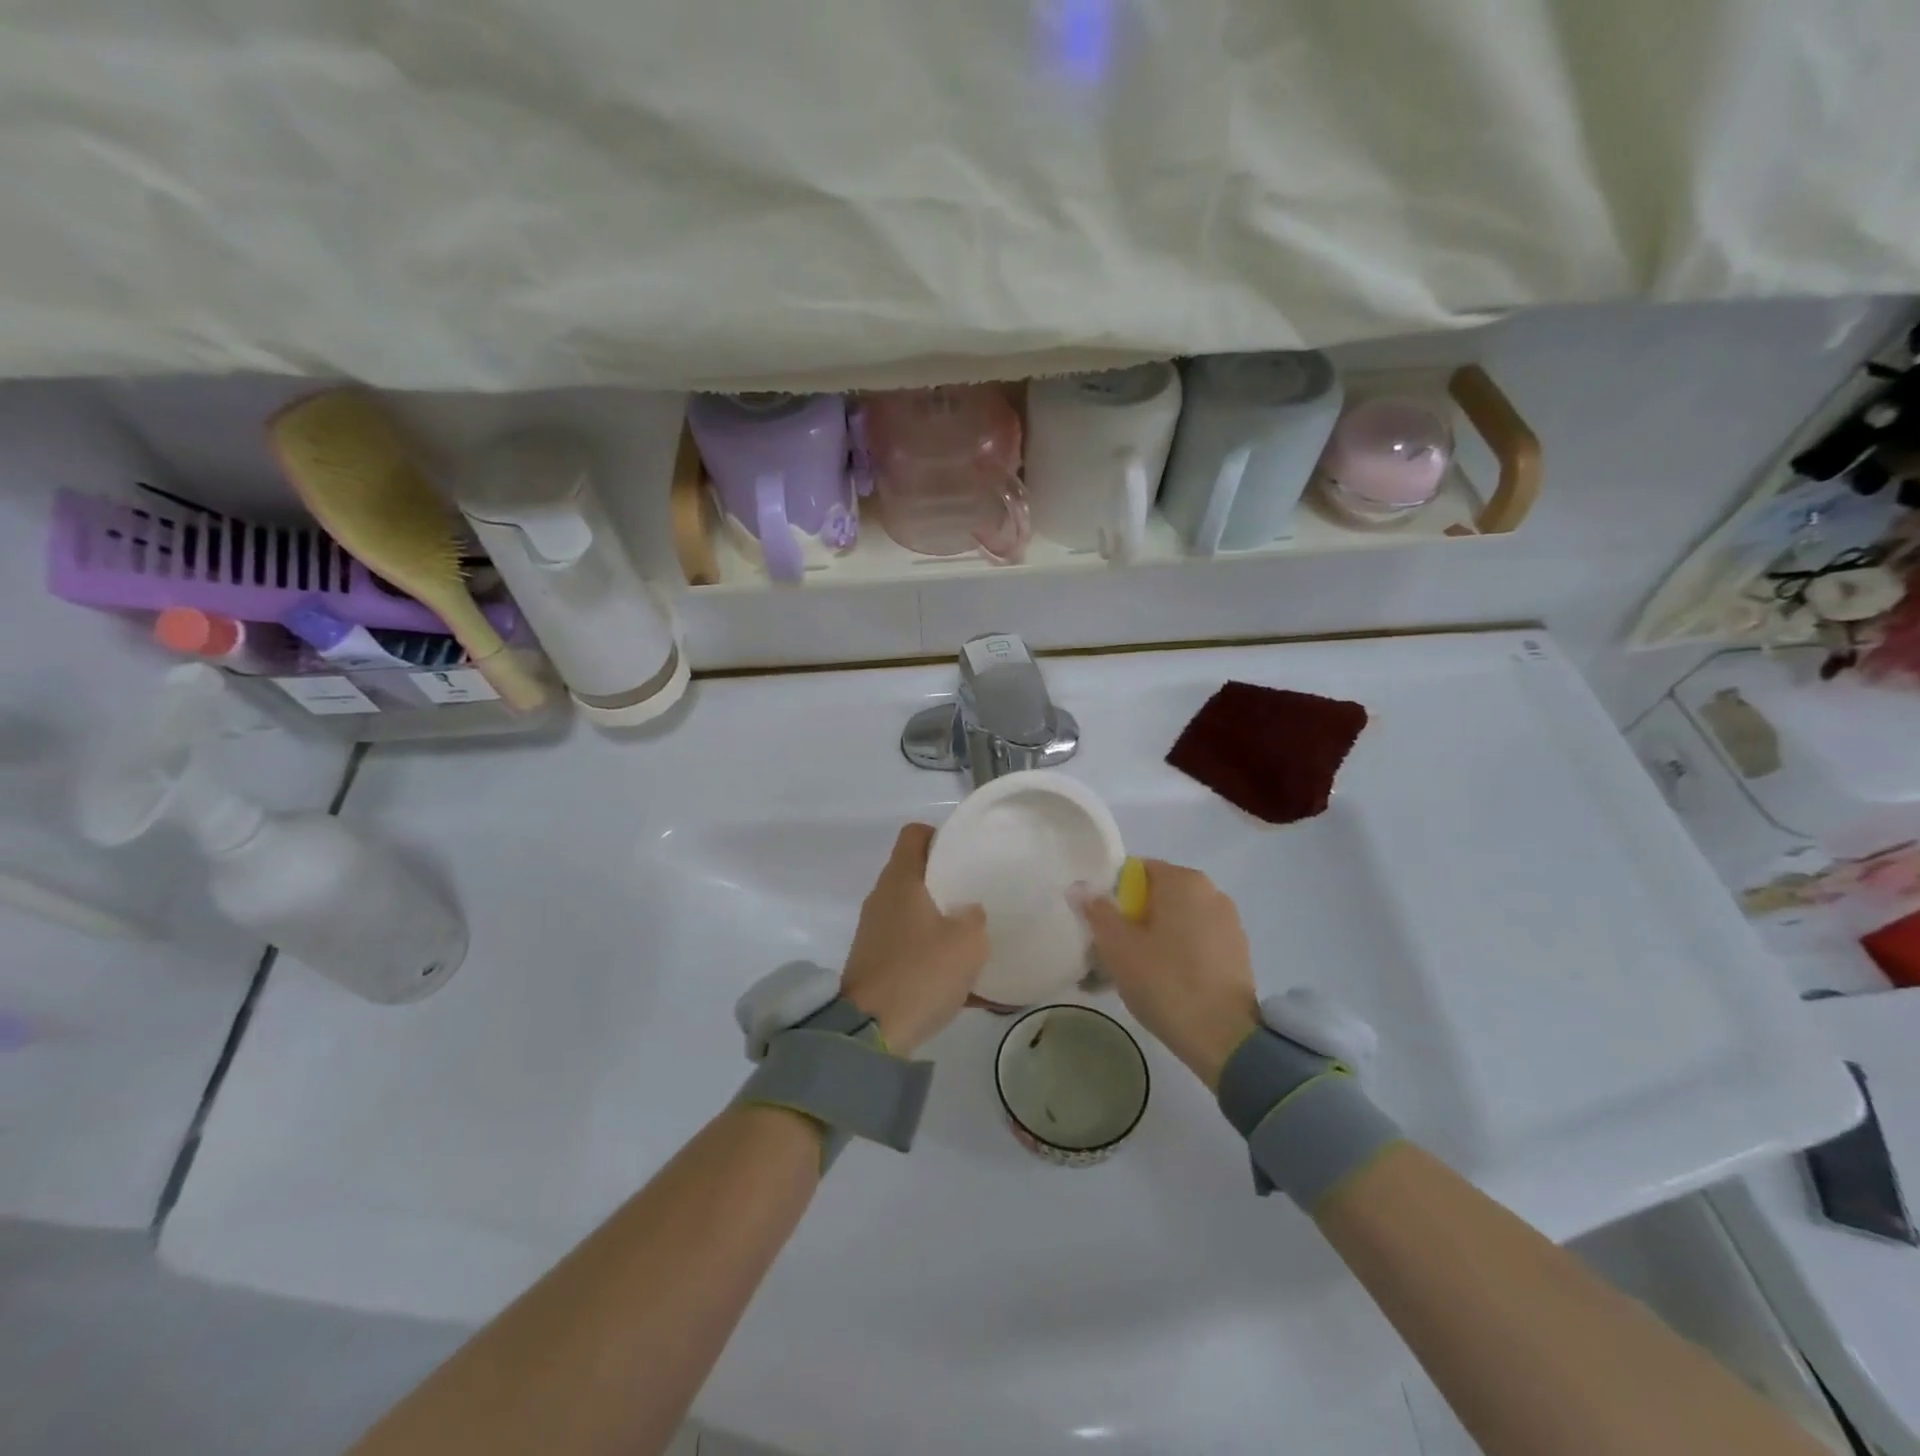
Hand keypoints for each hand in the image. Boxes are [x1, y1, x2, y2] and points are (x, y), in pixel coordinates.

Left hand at [840, 824, 988, 1054]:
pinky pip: (912, 948)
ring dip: (942, 922)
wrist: (870, 1032)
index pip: (915, 834)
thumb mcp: (967, 941)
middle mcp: (882, 899)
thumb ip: (975, 917)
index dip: (940, 835)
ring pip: (915, 913)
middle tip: (978, 894)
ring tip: (975, 939)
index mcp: (900, 880)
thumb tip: (969, 912)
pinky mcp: (876, 963)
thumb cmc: (921, 972)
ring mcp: (875, 932)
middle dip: (947, 882)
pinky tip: (966, 983)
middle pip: (916, 874)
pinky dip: (934, 956)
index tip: (965, 852)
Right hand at [1077, 860, 1259, 1088]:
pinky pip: (1197, 941)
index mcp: (1183, 881)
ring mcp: (1229, 923)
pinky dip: (1178, 953)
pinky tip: (1164, 983)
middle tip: (1111, 951)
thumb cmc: (1165, 981)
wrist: (1224, 1038)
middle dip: (1133, 918)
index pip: (1137, 871)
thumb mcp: (1118, 946)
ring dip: (1155, 938)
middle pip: (1158, 896)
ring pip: (1178, 921)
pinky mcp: (1238, 952)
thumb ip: (1097, 911)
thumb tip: (1080, 886)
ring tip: (1135, 973)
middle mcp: (1211, 892)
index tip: (1101, 926)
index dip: (1113, 895)